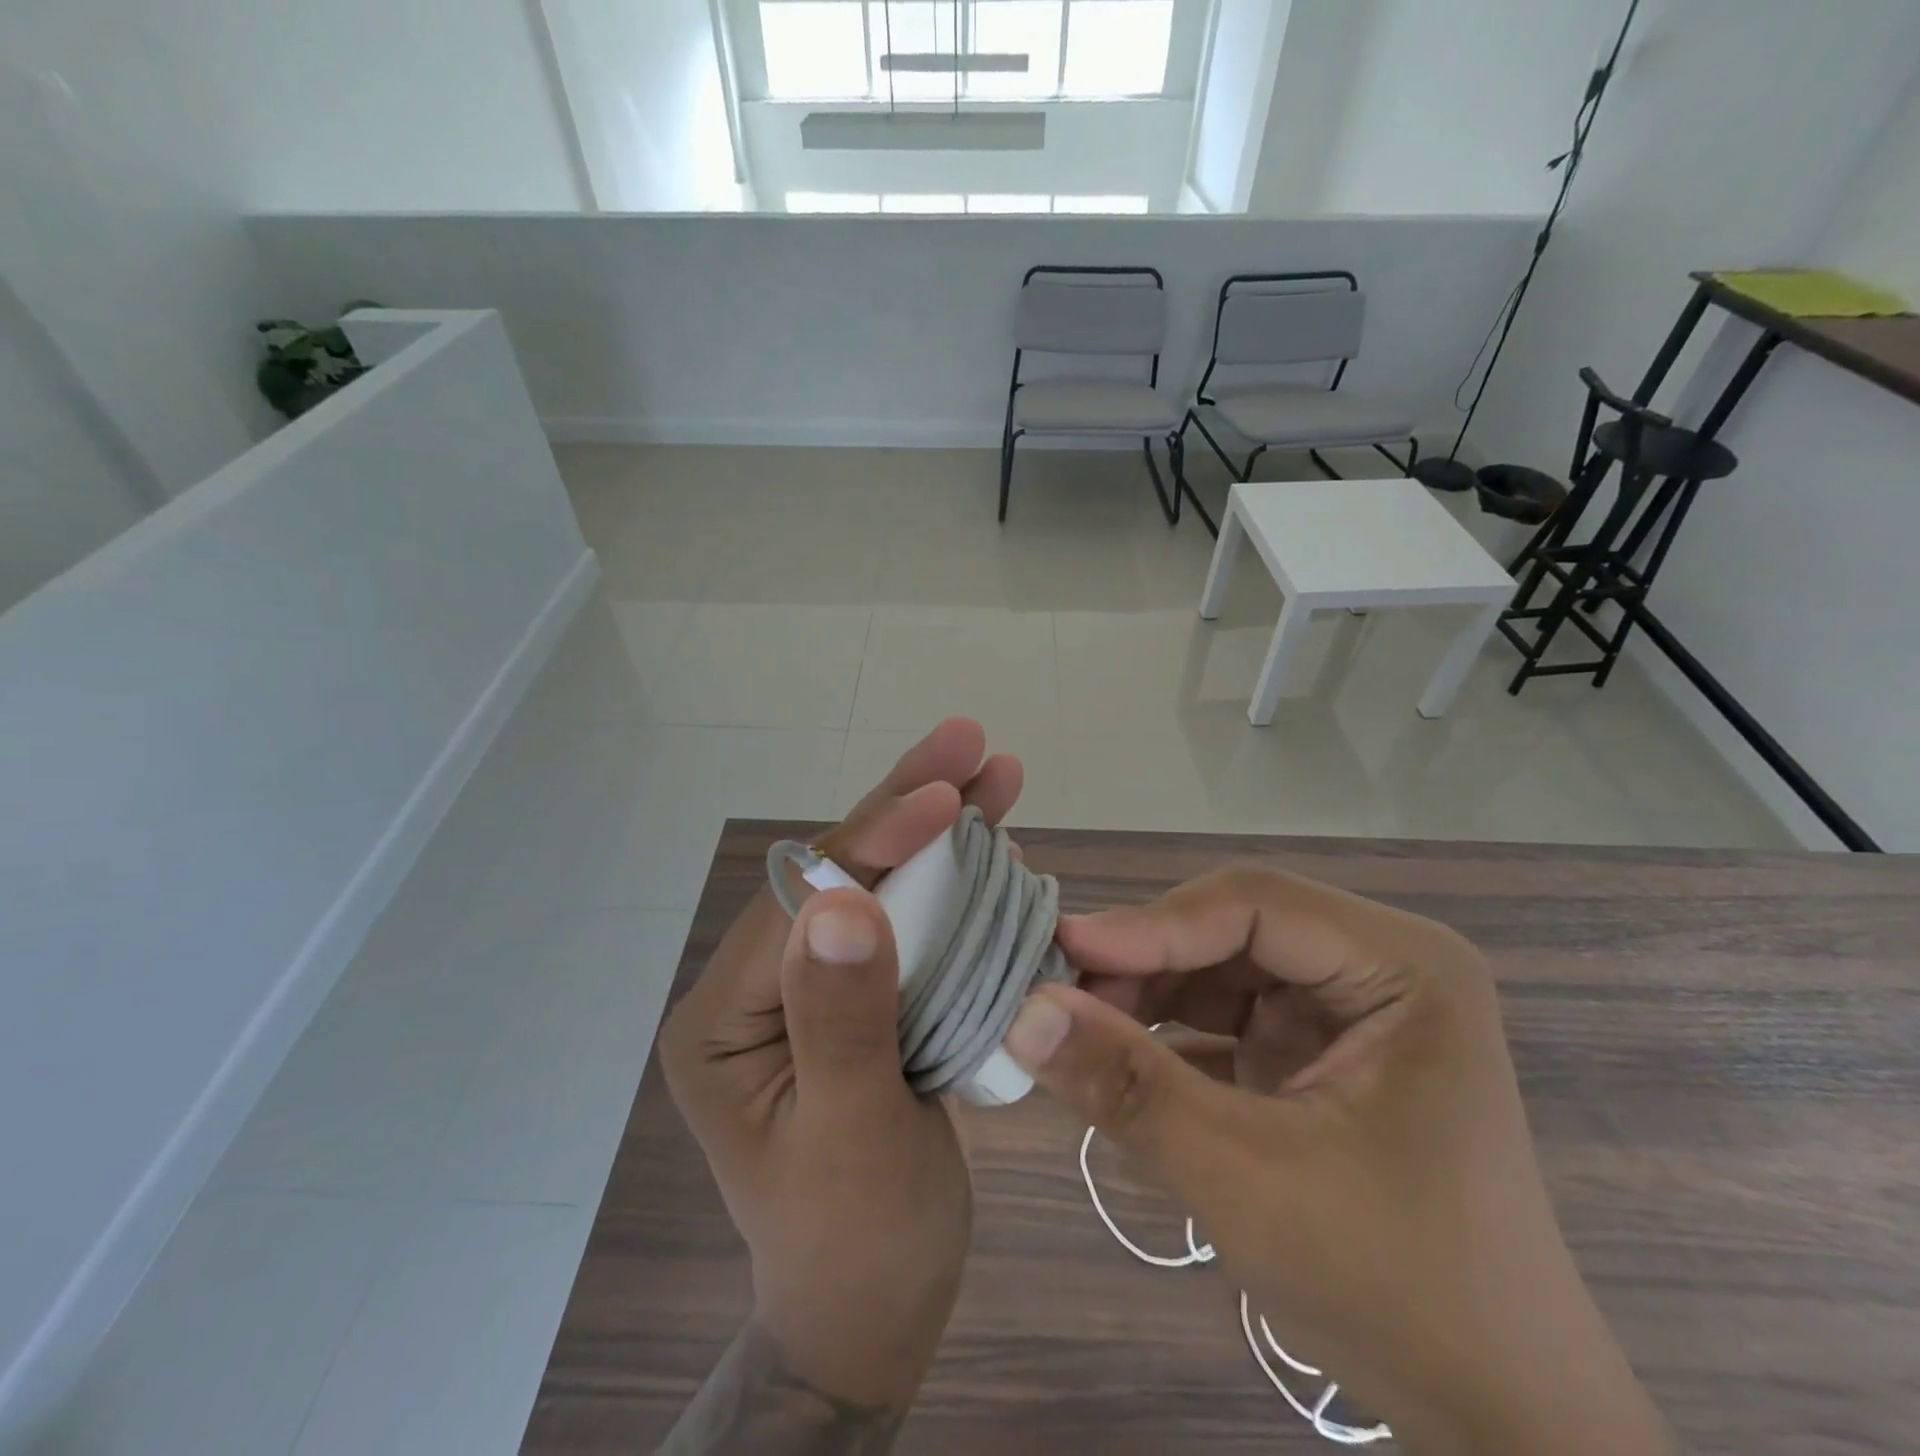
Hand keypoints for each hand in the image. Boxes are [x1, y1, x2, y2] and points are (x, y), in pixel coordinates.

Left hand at [658, 718, 1021, 1427]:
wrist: (873, 1307)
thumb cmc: (858, 1242)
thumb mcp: (850, 1138)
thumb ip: (842, 1020)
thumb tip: (843, 900)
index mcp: (724, 1017)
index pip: (802, 903)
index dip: (874, 840)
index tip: (942, 795)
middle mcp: (760, 984)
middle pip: (840, 872)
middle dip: (906, 804)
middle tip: (970, 742)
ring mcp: (811, 984)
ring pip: (879, 883)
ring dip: (938, 827)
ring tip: (995, 775)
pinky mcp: (860, 993)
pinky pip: (907, 919)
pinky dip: (952, 877)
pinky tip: (993, 841)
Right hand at [1003, 865, 1674, 1455]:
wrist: (1494, 1419)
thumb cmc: (1393, 1288)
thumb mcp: (1246, 1178)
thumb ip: (1130, 1086)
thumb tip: (1021, 1013)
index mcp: (1402, 966)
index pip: (1253, 904)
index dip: (1149, 924)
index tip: (1059, 954)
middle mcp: (1377, 966)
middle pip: (1232, 929)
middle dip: (1143, 962)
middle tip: (1056, 997)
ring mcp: (1348, 1009)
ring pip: (1218, 969)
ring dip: (1146, 996)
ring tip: (1075, 1028)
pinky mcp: (1317, 1052)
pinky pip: (1226, 1016)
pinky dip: (1169, 1034)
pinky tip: (1117, 1057)